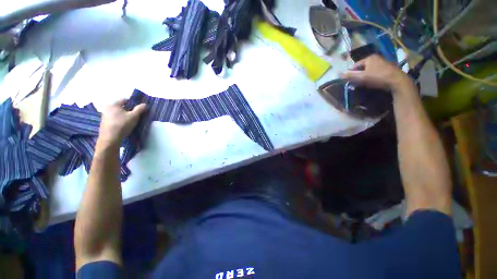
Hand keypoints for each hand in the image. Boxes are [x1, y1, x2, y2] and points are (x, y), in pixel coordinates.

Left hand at [98, 99, 146, 146]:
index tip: (139, 108)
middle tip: (136, 115)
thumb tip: (145, 104)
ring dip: (124, 115)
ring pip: (117, 113)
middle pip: (121, 107)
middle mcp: (107, 108)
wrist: (110, 138)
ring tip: (130, 121)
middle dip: (128, 110)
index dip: (133, 103)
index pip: (125, 100)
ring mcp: (105, 116)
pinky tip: (124, 125)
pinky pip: (114, 118)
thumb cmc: (122, 125)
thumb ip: (140, 109)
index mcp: (114, 104)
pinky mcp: (104, 123)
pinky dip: (119, 120)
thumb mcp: (134, 116)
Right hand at [341, 55, 413, 92]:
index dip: (351, 73)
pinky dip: (372, 76)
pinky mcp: (388, 68)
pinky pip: (376, 72)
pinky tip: (373, 82)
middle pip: (362, 67)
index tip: (349, 81)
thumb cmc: (378, 77)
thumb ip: (350, 75)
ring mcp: (383, 62)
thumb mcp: (362, 77)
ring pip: (369, 70)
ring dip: (365, 76)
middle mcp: (377, 58)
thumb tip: (340, 74)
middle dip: (358, 75)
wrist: (397, 81)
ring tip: (364, 83)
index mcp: (370, 58)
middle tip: (356, 83)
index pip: (355, 65)